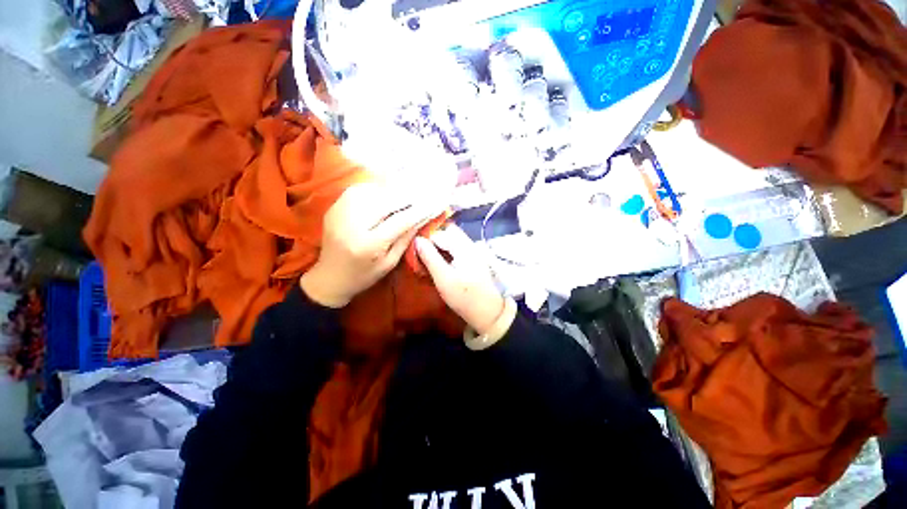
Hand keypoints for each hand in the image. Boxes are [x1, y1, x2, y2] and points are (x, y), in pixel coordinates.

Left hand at [301, 182, 443, 307]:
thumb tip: (421, 217)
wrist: (329, 278)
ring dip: (393, 189)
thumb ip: (405, 239)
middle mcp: (352, 224)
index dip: (420, 210)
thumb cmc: (364, 276)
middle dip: (409, 195)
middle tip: (425, 192)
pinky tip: (386, 194)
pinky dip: (376, 188)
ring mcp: (339, 213)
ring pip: (372, 190)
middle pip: (386, 200)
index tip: (436, 202)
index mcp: (369, 245)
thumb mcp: (389, 263)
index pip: (401, 220)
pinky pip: (359, 190)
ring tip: (407, 193)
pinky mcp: (334, 207)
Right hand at [415, 225, 508, 334]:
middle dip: (433, 239)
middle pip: (448, 232)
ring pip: (452, 239)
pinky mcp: (474, 259)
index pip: (440, 233)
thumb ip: (430, 257)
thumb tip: (417, 240)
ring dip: (439, 245)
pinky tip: (440, 262)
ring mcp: (473, 251)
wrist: (488, 311)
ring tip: (428, 258)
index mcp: (463, 246)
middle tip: (421, 253)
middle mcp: (470, 244)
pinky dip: (446, 251)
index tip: (415, 250)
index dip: (425, 239)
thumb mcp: (443, 278)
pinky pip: (457, 247)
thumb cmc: (464, 297)